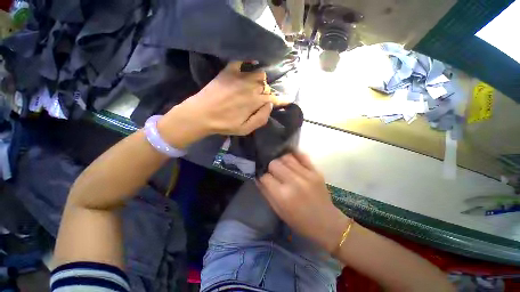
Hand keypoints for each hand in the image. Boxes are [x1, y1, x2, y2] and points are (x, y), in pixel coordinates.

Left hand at [158, 61, 275, 148]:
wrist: (201, 114)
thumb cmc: (225, 124)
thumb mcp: (245, 129)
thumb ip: (261, 118)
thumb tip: (270, 105)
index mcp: (255, 102)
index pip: (274, 99)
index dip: (282, 100)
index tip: (288, 100)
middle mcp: (251, 87)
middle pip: (266, 86)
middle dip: (267, 93)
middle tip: (261, 99)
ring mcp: (240, 77)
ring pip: (259, 74)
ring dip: (260, 81)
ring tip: (254, 86)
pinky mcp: (229, 71)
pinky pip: (242, 61)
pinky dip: (249, 62)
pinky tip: (249, 65)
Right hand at [257, 152, 350, 252]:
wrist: (327, 224)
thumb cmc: (300, 222)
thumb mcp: (279, 211)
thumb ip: (266, 193)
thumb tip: (258, 178)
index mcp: (283, 196)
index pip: (265, 177)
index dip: (262, 177)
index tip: (264, 178)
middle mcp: (294, 182)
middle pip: (274, 163)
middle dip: (270, 167)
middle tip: (273, 172)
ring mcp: (306, 175)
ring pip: (286, 157)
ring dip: (281, 161)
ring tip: (282, 166)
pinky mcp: (316, 171)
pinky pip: (301, 156)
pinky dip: (294, 156)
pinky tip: (291, 160)